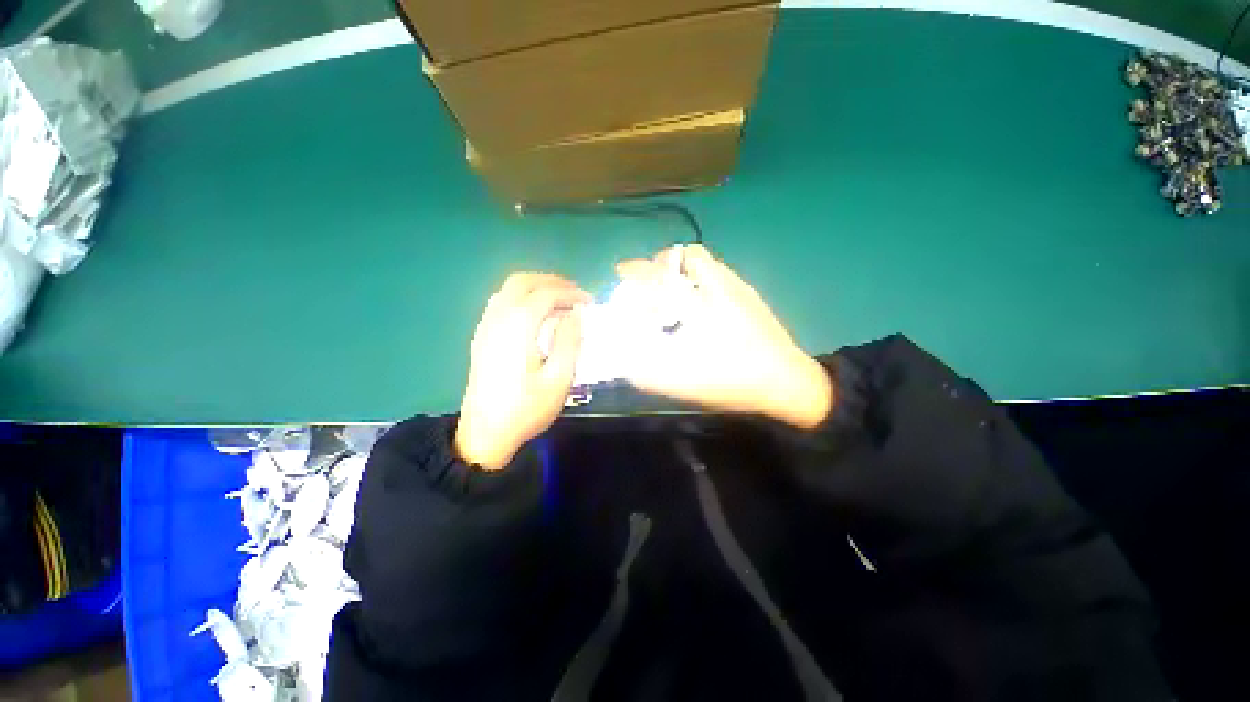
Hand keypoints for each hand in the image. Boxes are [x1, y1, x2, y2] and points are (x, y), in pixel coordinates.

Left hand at [455, 273, 590, 469]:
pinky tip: (535, 316)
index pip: (546, 294)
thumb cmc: (526, 409)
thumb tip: (576, 314)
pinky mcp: (481, 337)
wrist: (484, 434)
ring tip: (559, 302)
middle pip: (522, 281)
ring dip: (535, 288)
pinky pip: (501, 303)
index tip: (590, 302)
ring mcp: (485, 326)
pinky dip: (522, 298)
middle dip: (551, 281)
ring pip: (509, 290)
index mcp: (518, 326)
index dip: (571, 293)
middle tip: (574, 294)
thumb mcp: (558, 379)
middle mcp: (498, 318)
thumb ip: (569, 341)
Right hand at [614, 245, 832, 429]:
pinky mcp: (751, 297)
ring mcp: (739, 288)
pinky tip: (701, 307)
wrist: (787, 382)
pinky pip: (720, 275)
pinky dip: (702, 280)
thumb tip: (624, 362)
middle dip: (664, 262)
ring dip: (684, 270)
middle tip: (652, 282)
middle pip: (689, 254)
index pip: (661, 271)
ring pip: (707, 263)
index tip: (621, 272)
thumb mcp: (682, 383)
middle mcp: (719, 284)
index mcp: (698, 301)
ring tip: (674, 293)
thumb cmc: (732, 379)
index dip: (636, 269)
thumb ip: (646, 373)